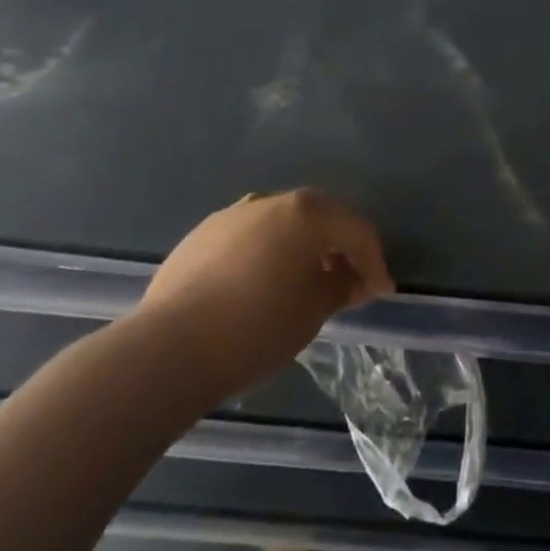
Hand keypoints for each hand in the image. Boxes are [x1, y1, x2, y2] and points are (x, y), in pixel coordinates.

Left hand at [136, 188, 393, 395]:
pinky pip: (251, 236)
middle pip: (321, 216)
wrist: (167, 349)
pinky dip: (269, 252)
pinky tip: (264, 283)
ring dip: (303, 247)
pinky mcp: (202, 235)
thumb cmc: (256, 327)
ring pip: (283, 223)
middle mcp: (271, 201)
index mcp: (306, 212)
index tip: (381, 292)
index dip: (374, 261)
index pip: (356, 229)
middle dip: (340, 247)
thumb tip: (351, 279)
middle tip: (351, 281)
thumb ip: (341, 287)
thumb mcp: (313, 311)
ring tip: (307, 281)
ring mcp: (233, 215)